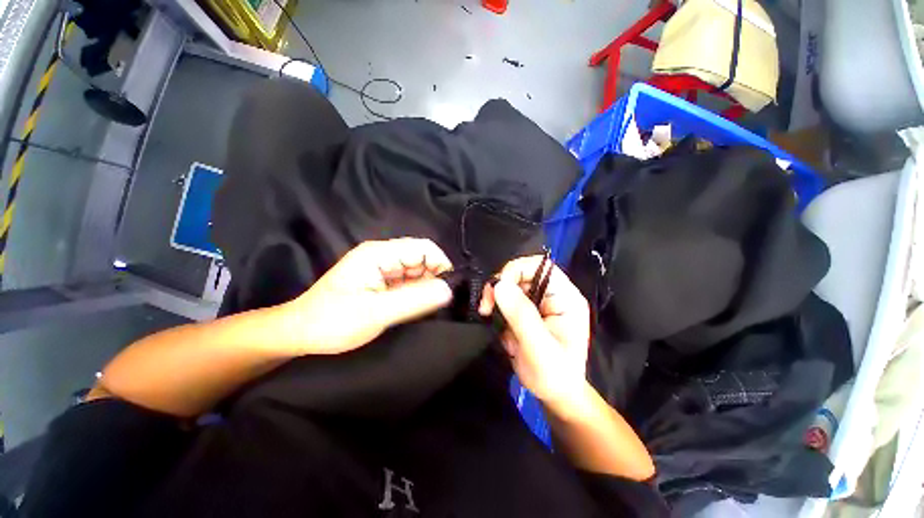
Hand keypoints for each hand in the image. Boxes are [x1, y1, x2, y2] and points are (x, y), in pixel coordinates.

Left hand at [276, 238, 453, 354]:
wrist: (300, 334)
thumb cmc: (333, 321)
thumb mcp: (376, 313)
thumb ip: (414, 300)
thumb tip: (449, 290)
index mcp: (379, 253)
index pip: (423, 248)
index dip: (441, 264)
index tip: (450, 288)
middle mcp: (383, 256)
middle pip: (422, 259)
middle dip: (435, 277)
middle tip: (440, 302)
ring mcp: (383, 269)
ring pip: (417, 272)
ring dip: (427, 287)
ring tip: (430, 307)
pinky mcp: (382, 283)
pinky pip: (408, 283)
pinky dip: (417, 294)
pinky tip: (418, 308)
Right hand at [479, 255, 590, 406]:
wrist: (554, 396)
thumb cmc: (555, 375)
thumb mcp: (539, 347)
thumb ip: (521, 315)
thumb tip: (499, 284)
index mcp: (565, 298)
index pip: (541, 267)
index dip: (517, 270)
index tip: (497, 288)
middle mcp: (552, 295)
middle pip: (522, 274)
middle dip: (501, 287)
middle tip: (486, 307)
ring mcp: (538, 303)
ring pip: (510, 286)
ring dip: (496, 299)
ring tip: (489, 316)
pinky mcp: (525, 312)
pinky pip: (505, 300)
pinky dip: (495, 308)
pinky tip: (495, 323)